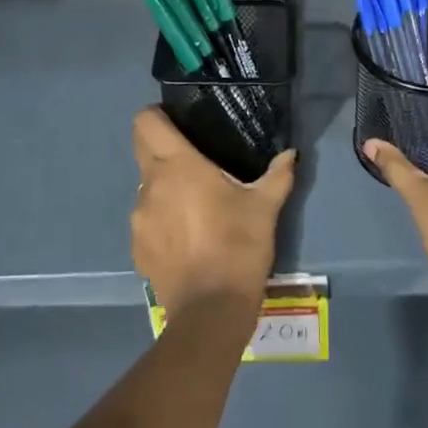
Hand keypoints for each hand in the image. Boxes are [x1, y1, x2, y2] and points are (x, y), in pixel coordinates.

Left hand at [131, 107, 295, 325]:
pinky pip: (147, 219)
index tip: (178, 121)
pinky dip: (162, 219)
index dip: (156, 115)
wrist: (210, 311)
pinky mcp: (137, 247)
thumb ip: (278, 175)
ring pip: (146, 187)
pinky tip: (187, 237)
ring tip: (195, 204)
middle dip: (162, 147)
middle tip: (194, 158)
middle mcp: (150, 186)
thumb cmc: (238, 247)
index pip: (146, 123)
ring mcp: (139, 219)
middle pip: (143, 150)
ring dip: (165, 187)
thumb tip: (290, 154)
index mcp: (177, 166)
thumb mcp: (265, 208)